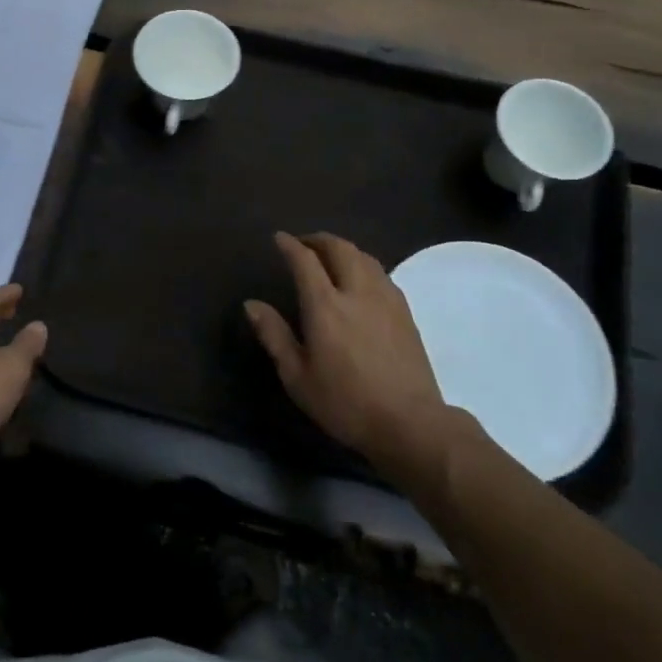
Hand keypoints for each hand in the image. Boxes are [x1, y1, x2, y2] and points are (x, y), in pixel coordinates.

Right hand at [245, 232, 449, 468]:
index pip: (305, 261)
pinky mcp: (405, 312)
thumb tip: (251, 304)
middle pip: (339, 249)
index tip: (279, 238)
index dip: (290, 245)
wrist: (410, 423)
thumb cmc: (345, 402)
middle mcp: (356, 292)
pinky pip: (381, 273)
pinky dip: (364, 264)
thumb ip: (274, 335)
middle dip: (319, 240)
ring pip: (364, 257)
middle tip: (304, 244)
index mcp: (325, 306)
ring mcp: (386, 299)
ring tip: (330, 257)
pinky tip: (360, 280)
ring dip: (343, 249)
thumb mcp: (297, 376)